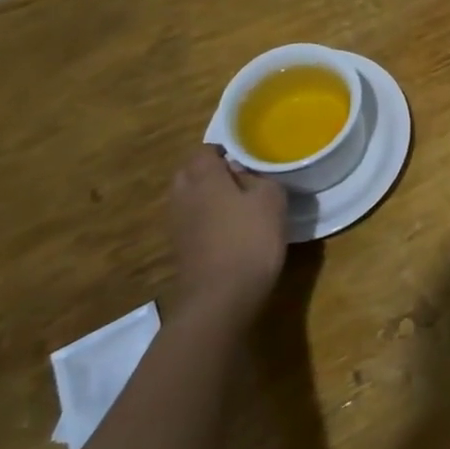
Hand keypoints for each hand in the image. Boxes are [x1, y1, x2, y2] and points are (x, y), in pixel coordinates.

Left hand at [168, 145, 287, 320]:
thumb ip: (259, 178)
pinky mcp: (180, 250)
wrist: (221, 299)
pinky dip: (204, 219)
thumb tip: (244, 174)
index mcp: (204, 178)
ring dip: (205, 196)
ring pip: (187, 198)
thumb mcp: (272, 199)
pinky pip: (190, 221)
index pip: (203, 150)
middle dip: (208, 171)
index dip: (221, 150)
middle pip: (188, 173)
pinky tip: (228, 229)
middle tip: (238, 177)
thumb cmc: (250, 240)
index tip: (243, 157)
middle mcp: (183, 196)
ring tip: (236, 203)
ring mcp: (177, 225)